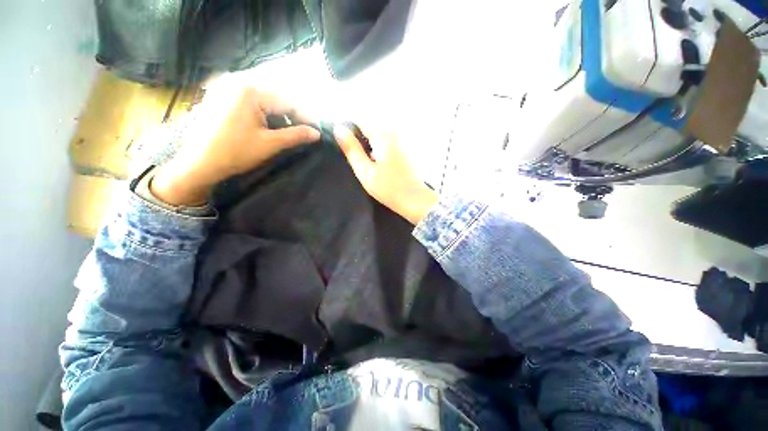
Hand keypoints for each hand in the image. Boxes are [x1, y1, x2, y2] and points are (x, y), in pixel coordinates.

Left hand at [151, 88, 319, 205]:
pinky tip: (272, 125)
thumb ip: (296, 136)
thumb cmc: (235, 152)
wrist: (199, 163)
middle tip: (307, 131)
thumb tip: (317, 133)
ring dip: (282, 114)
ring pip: (267, 99)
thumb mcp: (270, 144)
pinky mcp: (225, 96)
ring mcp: (230, 87)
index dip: (307, 117)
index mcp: (251, 91)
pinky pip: (254, 100)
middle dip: (295, 115)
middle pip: (278, 97)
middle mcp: (240, 81)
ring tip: (292, 130)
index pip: (289, 101)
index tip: (319, 131)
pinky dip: (267, 112)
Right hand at [334, 125, 437, 224]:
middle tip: (360, 163)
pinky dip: (379, 152)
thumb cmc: (389, 188)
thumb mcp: (365, 171)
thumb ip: (351, 149)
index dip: (349, 134)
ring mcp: (401, 139)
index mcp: (383, 135)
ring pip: (377, 137)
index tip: (347, 151)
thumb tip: (339, 129)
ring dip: (370, 148)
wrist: (415, 199)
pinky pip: (386, 144)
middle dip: (360, 142)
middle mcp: (394, 132)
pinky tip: (381, 167)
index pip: (358, 122)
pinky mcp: (405, 148)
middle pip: (369, 129)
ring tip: (370, 167)